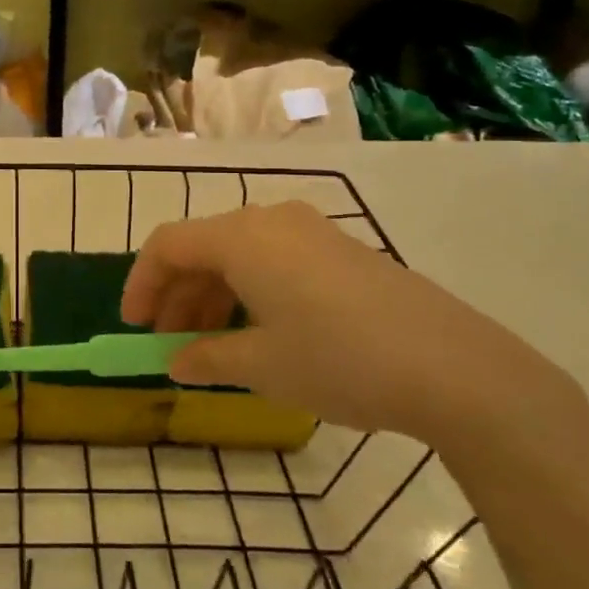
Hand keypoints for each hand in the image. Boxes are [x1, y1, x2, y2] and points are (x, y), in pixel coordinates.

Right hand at [122, 202, 587, 452]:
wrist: (455, 368)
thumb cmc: (338, 360)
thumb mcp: (261, 366)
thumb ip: (207, 358)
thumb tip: (176, 361)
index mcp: (242, 238)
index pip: (168, 245)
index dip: (141, 284)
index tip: (133, 327)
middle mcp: (271, 221)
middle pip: (203, 248)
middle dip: (176, 295)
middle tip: (167, 342)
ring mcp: (311, 232)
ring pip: (239, 255)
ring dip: (212, 296)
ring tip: (208, 346)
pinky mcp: (341, 251)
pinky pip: (274, 261)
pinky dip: (249, 292)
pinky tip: (257, 333)